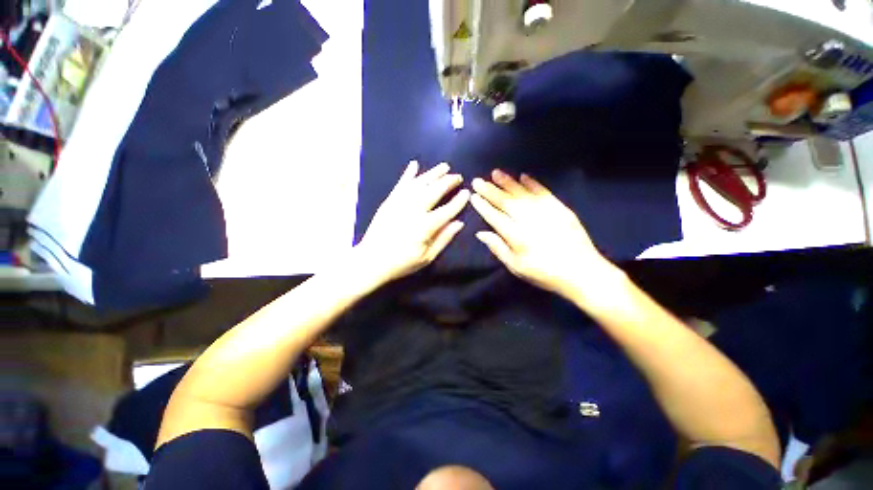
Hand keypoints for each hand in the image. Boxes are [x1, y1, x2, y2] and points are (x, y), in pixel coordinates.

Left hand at [357, 161, 469, 284]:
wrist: (371, 260)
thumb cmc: (402, 263)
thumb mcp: (427, 257)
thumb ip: (444, 238)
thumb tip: (459, 223)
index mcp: (425, 226)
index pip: (447, 210)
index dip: (458, 201)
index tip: (467, 192)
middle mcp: (414, 210)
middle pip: (434, 191)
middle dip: (448, 182)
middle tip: (458, 176)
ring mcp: (400, 203)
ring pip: (420, 183)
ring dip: (433, 173)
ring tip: (444, 166)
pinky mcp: (389, 201)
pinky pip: (401, 184)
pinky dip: (408, 174)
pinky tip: (414, 164)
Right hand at [471, 169, 616, 298]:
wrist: (581, 271)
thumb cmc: (544, 273)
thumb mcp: (516, 267)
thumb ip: (498, 248)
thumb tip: (481, 233)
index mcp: (516, 236)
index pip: (494, 216)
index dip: (483, 206)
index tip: (474, 196)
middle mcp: (528, 220)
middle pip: (505, 201)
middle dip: (490, 190)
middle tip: (478, 180)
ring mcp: (545, 212)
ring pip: (522, 193)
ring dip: (507, 182)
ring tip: (495, 173)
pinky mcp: (560, 208)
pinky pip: (543, 192)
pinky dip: (532, 183)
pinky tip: (523, 175)